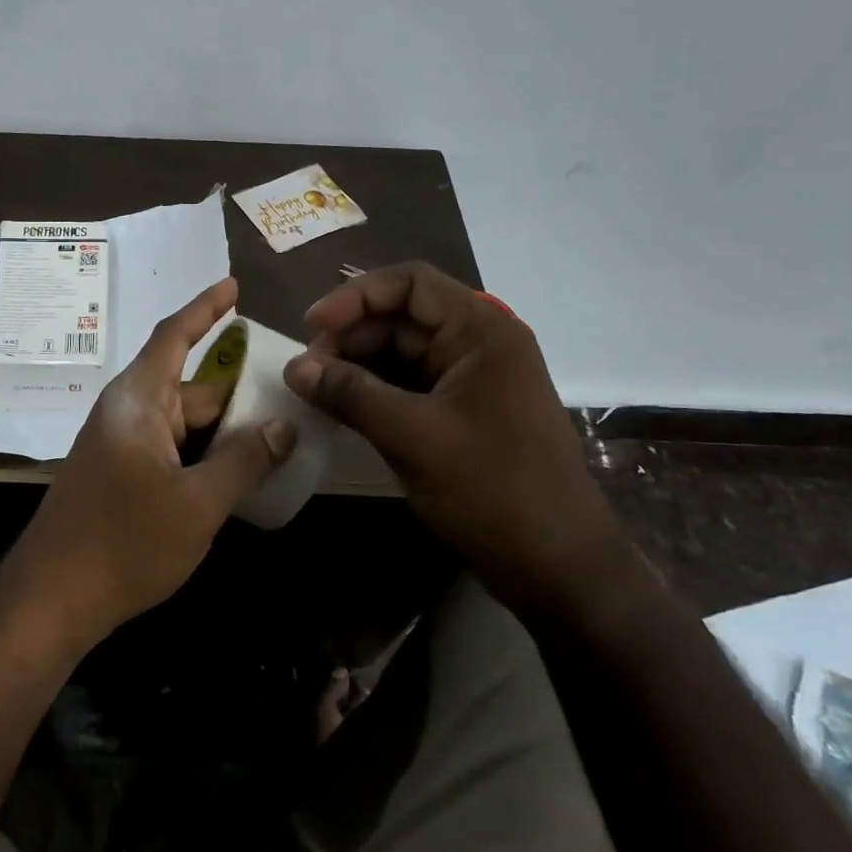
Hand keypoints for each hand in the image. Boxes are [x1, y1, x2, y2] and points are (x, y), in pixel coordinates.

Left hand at [8, 277, 297, 647]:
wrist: (52, 599)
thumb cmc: (124, 543)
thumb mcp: (197, 503)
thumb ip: (243, 461)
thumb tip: (283, 426)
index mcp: (139, 401)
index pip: (174, 336)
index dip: (205, 307)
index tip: (234, 286)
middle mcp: (127, 413)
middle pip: (191, 387)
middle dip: (237, 389)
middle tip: (290, 391)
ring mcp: (121, 445)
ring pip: (184, 423)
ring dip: (224, 428)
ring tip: (277, 432)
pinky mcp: (119, 475)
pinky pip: (171, 448)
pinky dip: (204, 452)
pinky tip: (237, 471)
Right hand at [283, 262, 629, 613]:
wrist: (558, 568)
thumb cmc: (493, 491)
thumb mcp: (412, 437)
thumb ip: (350, 394)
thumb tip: (293, 367)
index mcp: (481, 331)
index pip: (409, 284)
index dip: (354, 297)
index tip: (311, 328)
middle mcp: (479, 344)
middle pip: (401, 316)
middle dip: (350, 336)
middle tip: (306, 370)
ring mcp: (472, 379)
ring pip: (401, 352)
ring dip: (357, 365)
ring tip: (315, 389)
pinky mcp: (462, 412)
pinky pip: (409, 385)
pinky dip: (373, 391)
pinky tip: (340, 407)